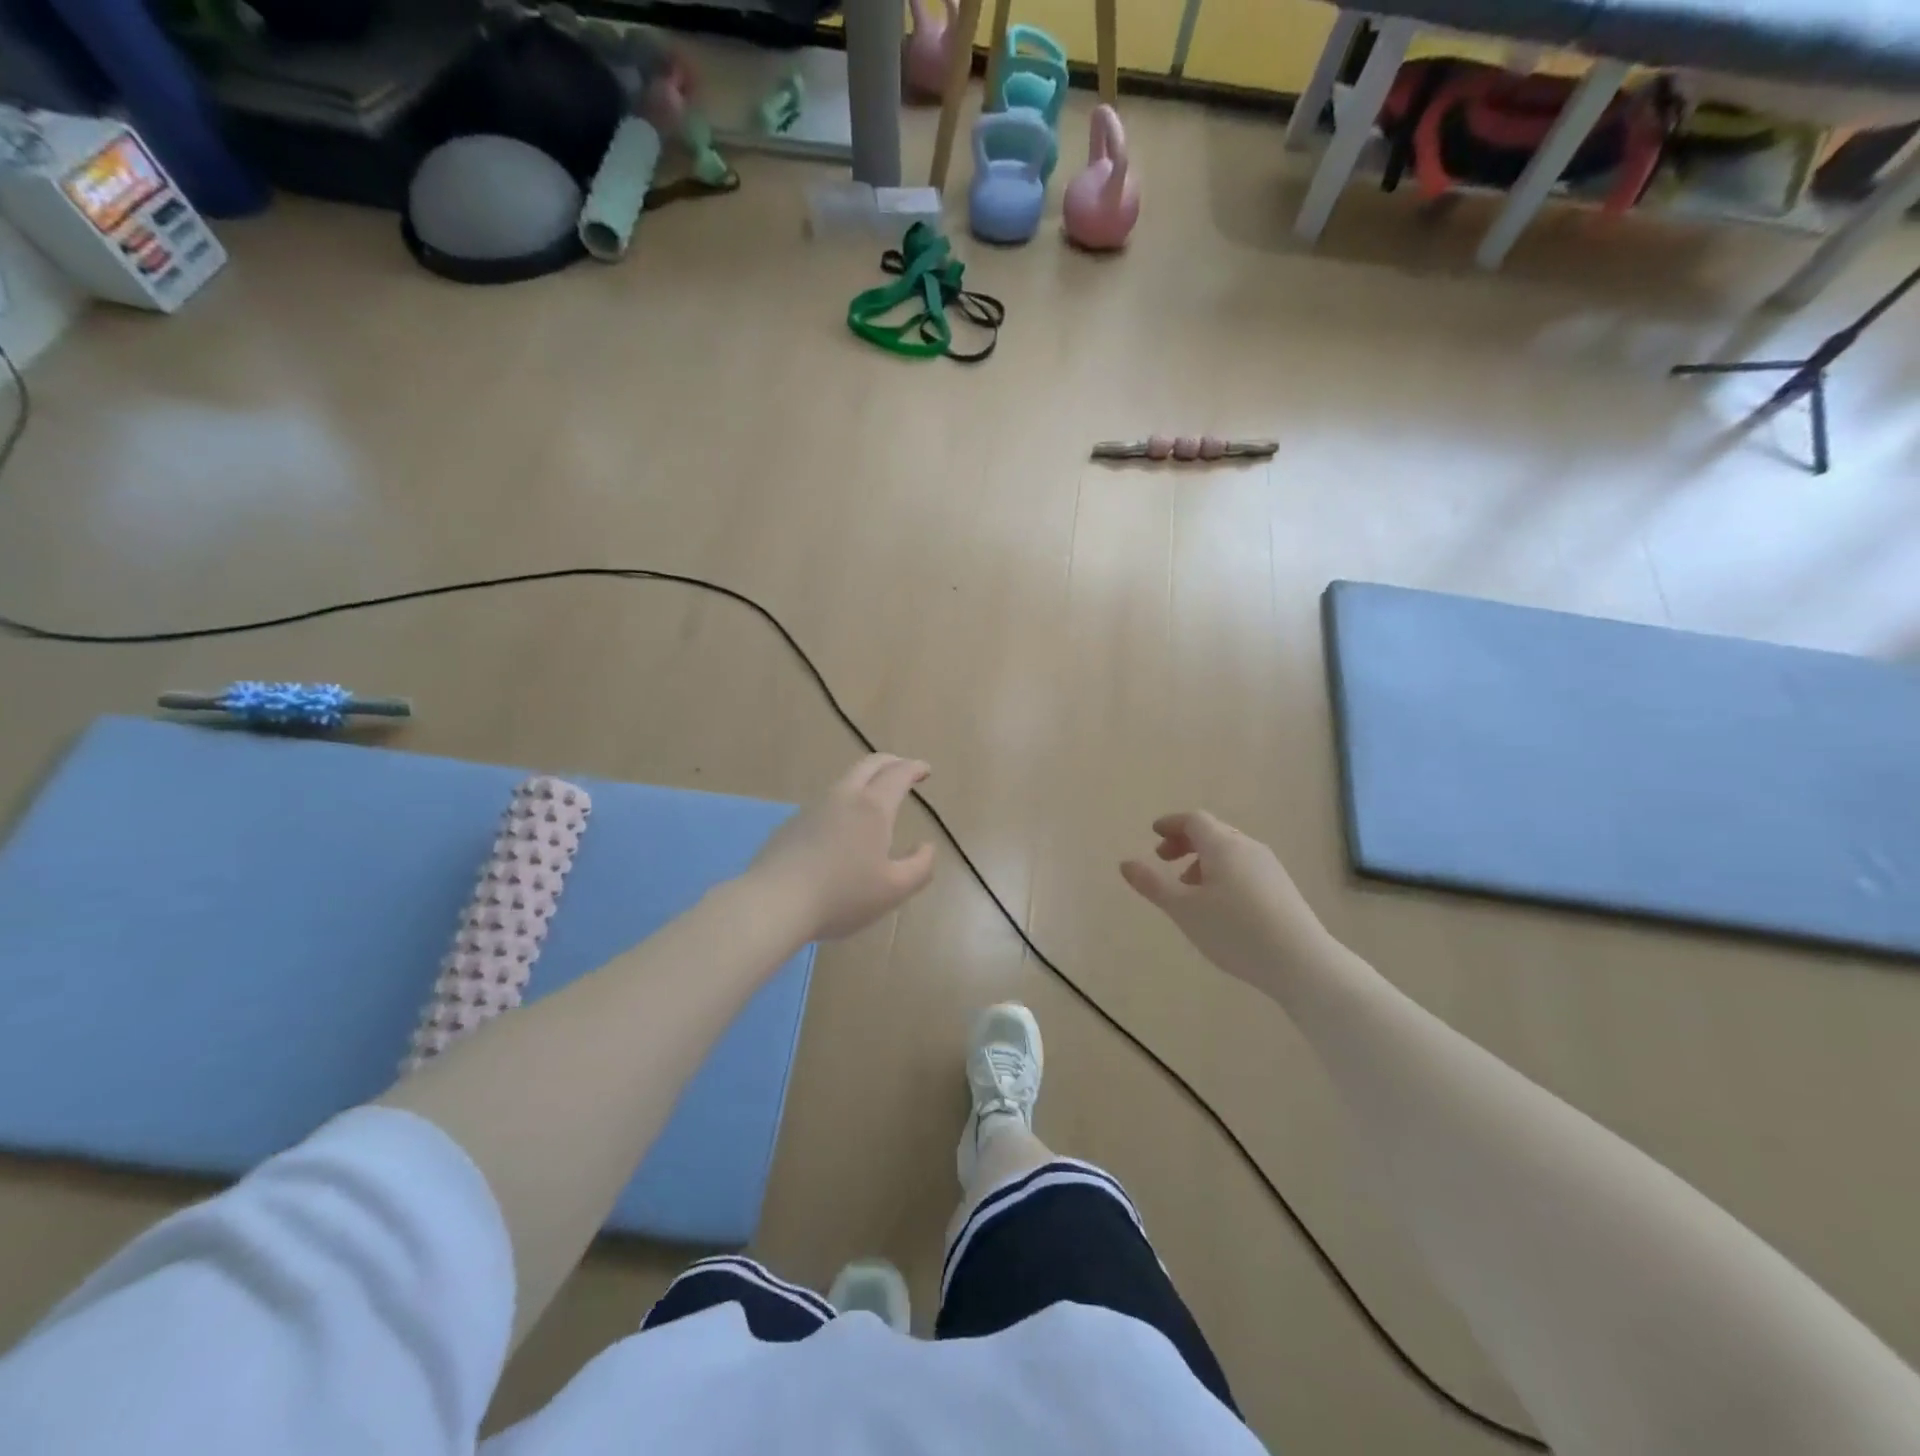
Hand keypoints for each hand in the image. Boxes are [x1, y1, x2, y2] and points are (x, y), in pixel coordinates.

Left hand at [747, 755, 936, 941]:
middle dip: (890, 762)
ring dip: (865, 780)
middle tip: (903, 769)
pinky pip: (826, 803)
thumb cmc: (842, 895)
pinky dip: (844, 802)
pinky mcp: (792, 824)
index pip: (898, 774)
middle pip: (868, 765)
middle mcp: (843, 797)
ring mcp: (813, 808)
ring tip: (875, 797)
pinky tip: (843, 826)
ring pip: (844, 782)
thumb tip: (927, 846)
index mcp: (873, 808)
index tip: (925, 770)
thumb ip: (920, 866)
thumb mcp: (894, 889)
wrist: (775, 902)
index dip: (914, 768)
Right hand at [1120, 811, 1326, 985]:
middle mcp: (1248, 847)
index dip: (1171, 824)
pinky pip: (1244, 867)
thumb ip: (1152, 884)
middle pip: (1212, 832)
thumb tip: (1125, 863)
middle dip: (1185, 841)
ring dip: (1203, 860)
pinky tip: (1218, 904)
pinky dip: (1222, 872)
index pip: (1194, 820)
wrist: (1301, 962)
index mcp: (1223, 846)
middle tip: (1163, 859)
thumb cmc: (1234, 931)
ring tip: (1188, 888)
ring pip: (1229, 851)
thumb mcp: (1183, 909)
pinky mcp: (1281, 888)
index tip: (1154, 834)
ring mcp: (1269, 867)